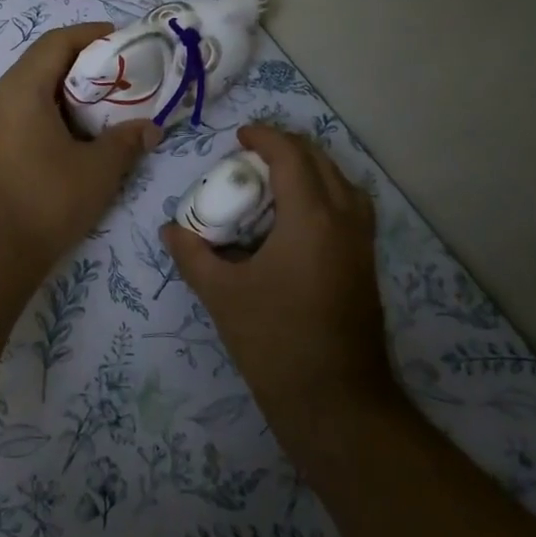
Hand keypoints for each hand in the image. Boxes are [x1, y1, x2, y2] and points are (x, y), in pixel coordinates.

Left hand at [0, 23, 158, 275]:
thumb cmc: (45, 204)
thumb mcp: (97, 171)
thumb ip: (126, 141)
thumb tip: (150, 128)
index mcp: (18, 91)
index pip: (55, 43)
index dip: (90, 35)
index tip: (122, 39)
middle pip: (38, 64)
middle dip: (80, 66)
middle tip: (117, 78)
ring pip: (25, 91)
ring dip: (61, 93)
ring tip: (97, 109)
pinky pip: (13, 115)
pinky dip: (42, 114)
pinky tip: (67, 138)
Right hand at [163, 124, 392, 411]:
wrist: (334, 401)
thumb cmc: (274, 340)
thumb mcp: (221, 294)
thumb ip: (192, 254)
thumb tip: (170, 229)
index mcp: (311, 219)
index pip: (291, 157)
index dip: (265, 137)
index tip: (239, 136)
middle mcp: (345, 221)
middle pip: (322, 162)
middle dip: (288, 148)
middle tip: (252, 153)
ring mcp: (362, 245)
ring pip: (344, 185)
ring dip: (312, 170)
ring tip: (276, 180)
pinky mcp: (365, 267)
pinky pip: (350, 210)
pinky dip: (326, 195)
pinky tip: (296, 220)